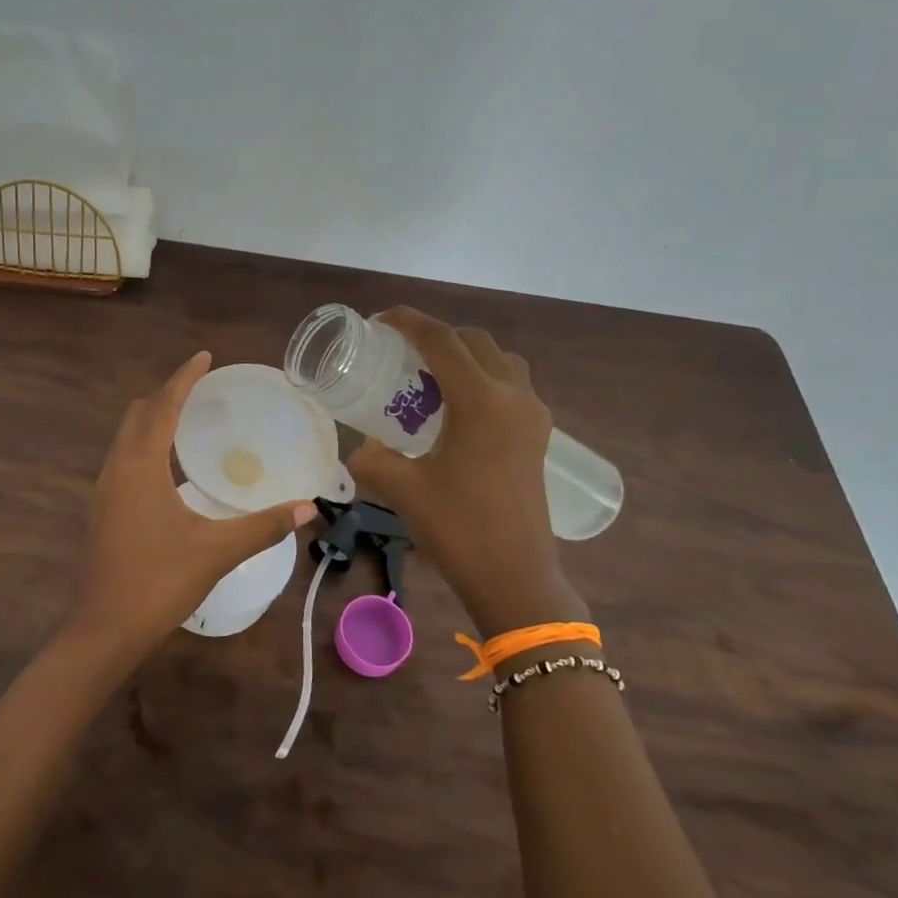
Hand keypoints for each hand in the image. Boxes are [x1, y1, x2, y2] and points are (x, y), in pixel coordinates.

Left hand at [67, 353, 315, 659]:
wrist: (105, 628)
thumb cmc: (159, 582)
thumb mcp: (216, 551)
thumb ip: (262, 526)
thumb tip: (307, 508)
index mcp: (140, 467)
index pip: (162, 406)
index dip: (183, 378)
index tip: (205, 357)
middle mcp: (117, 469)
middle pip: (138, 414)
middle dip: (167, 395)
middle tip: (202, 390)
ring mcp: (105, 490)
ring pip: (126, 437)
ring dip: (154, 419)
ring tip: (189, 421)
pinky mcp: (104, 510)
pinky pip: (124, 459)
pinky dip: (146, 445)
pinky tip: (170, 467)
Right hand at [348, 309, 587, 634]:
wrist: (514, 576)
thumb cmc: (458, 528)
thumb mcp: (402, 489)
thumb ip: (371, 457)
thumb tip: (359, 446)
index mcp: (481, 401)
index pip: (442, 341)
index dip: (408, 321)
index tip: (379, 321)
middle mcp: (514, 397)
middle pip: (475, 342)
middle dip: (437, 337)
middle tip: (401, 353)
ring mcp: (532, 416)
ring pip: (500, 361)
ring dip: (465, 356)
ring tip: (430, 379)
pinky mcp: (538, 436)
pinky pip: (511, 386)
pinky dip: (483, 379)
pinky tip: (455, 410)